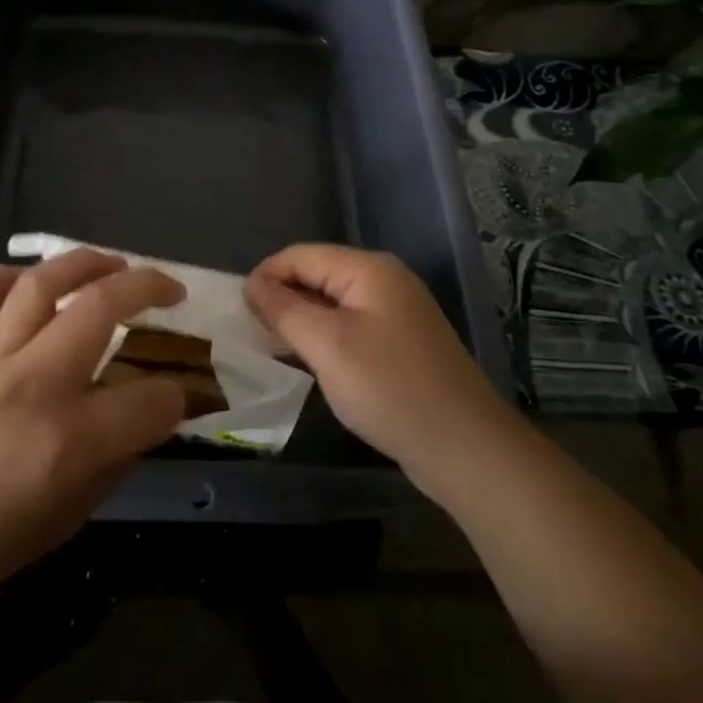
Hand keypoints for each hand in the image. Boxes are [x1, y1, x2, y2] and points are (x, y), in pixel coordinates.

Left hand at [0, 249, 184, 609]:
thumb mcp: (66, 520)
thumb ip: (113, 463)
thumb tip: (145, 422)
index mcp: (69, 440)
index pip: (150, 400)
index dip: (176, 397)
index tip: (178, 396)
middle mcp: (34, 383)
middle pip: (102, 307)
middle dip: (149, 288)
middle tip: (170, 291)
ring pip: (42, 284)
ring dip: (86, 262)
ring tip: (114, 264)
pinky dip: (5, 276)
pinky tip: (28, 282)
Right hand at [244, 244, 509, 496]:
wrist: (465, 447)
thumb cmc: (389, 389)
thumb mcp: (326, 346)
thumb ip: (284, 309)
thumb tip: (252, 284)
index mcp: (369, 269)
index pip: (301, 255)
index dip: (265, 276)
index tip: (237, 311)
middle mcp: (386, 280)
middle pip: (318, 273)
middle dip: (282, 296)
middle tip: (251, 332)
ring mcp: (399, 311)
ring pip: (334, 301)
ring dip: (302, 318)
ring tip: (274, 346)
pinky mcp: (404, 341)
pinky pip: (352, 324)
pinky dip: (326, 336)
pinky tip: (314, 361)